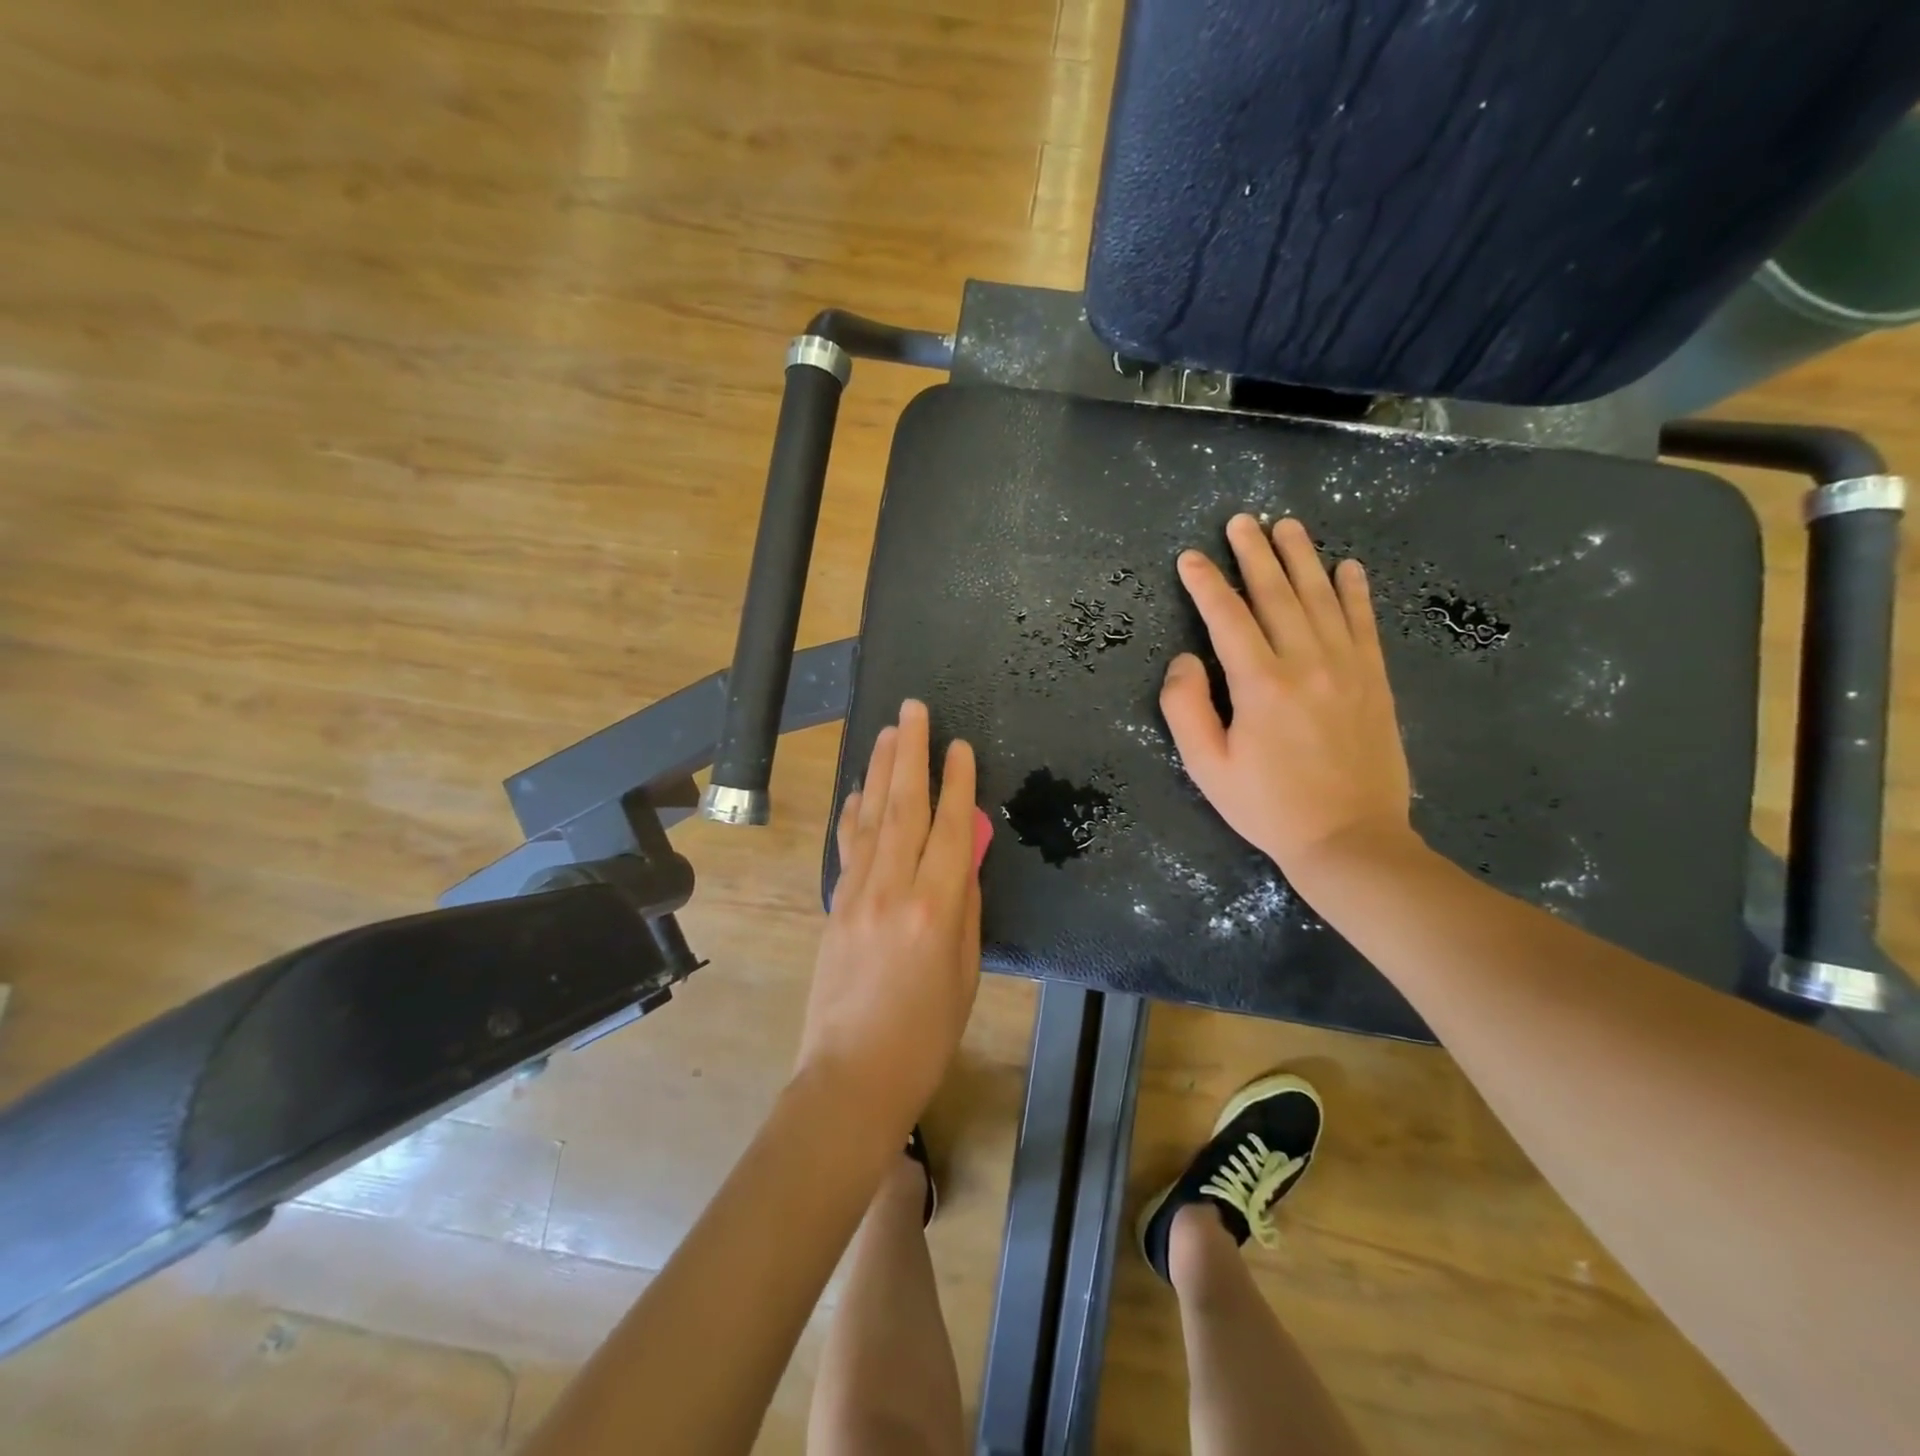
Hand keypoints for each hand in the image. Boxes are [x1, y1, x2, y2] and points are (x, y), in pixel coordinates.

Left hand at [796, 699, 982, 1137]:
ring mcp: (857, 895)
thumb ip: (966, 908)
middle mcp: (894, 889)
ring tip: (887, 732)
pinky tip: (860, 789)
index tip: (960, 745)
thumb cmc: (925, 1035)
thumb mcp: (965, 973)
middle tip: (913, 709)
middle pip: (904, 808)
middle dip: (910, 754)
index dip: (958, 783)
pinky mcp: (835, 907)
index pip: (953, 829)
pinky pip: (848, 847)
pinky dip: (855, 813)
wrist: (851, 1076)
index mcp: (936, 909)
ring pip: (872, 818)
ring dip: (881, 770)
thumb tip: (966, 858)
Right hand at [1161, 514, 1413, 874]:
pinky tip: (1346, 567)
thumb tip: (1185, 659)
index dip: (1205, 584)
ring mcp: (1347, 668)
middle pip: (1276, 594)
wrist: (1350, 839)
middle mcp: (1306, 662)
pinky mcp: (1375, 680)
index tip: (1190, 558)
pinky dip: (1355, 591)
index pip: (1227, 617)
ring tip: (1287, 527)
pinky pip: (1364, 623)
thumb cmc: (1267, 806)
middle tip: (1241, 521)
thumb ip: (1185, 707)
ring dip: (1302, 558)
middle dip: (1254, 554)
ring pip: (1321, 598)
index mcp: (1260, 683)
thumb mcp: (1206, 766)